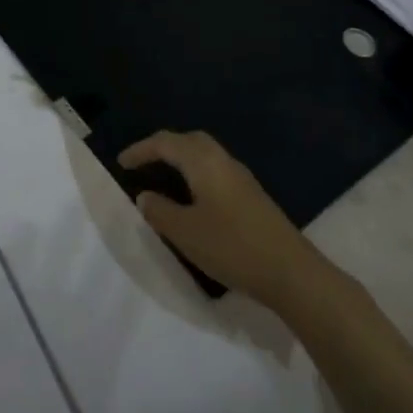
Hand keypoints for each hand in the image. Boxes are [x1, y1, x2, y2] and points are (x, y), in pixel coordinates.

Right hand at [118, 130, 324, 307]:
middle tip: (143, 163)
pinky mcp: (252, 196)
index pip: (166, 143)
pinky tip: (193, 197)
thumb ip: (160, 211)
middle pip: (189, 140)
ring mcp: (241, 178)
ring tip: (163, 177)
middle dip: (163, 147)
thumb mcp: (185, 232)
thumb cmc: (232, 247)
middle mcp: (223, 161)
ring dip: (181, 159)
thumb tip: (145, 196)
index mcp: (204, 163)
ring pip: (205, 154)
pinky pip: (215, 170)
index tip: (121, 163)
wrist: (291, 272)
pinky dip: (196, 173)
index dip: (141, 150)